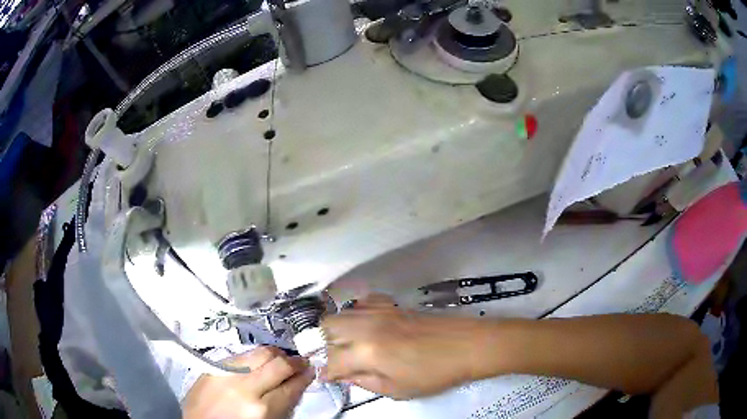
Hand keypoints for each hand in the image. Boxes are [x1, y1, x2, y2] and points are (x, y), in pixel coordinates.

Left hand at [183, 347, 313, 418]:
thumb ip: (282, 404)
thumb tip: (296, 384)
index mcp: (262, 409)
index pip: (292, 386)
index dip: (305, 377)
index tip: (311, 371)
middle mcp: (245, 387)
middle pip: (278, 363)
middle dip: (294, 361)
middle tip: (301, 362)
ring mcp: (225, 373)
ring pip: (259, 352)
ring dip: (275, 354)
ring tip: (280, 359)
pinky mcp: (212, 367)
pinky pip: (239, 354)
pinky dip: (253, 356)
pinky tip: (257, 361)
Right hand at [322, 294, 482, 399]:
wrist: (466, 346)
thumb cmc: (433, 374)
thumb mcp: (396, 390)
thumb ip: (364, 382)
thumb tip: (344, 375)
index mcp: (366, 352)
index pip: (331, 360)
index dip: (327, 372)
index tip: (331, 378)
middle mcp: (366, 326)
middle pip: (328, 327)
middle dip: (327, 346)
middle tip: (342, 360)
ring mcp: (379, 311)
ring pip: (342, 313)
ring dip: (340, 330)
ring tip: (353, 346)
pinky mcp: (391, 304)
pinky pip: (362, 302)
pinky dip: (357, 315)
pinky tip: (369, 327)